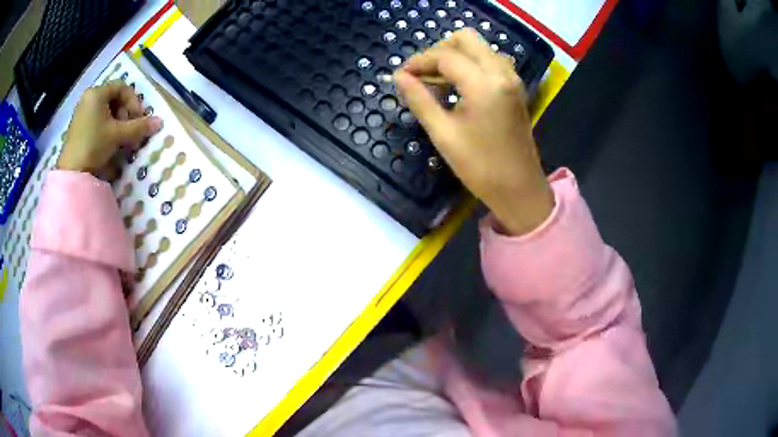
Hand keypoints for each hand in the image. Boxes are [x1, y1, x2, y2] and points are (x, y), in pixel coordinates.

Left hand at [59, 81, 162, 175]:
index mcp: (97, 93)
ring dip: (117, 121)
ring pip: (105, 110)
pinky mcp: (78, 127)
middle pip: (113, 98)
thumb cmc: (94, 145)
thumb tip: (159, 122)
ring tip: (120, 137)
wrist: (72, 172)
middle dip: (125, 112)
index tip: (138, 117)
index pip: (122, 88)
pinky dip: (106, 127)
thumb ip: (138, 127)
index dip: (133, 101)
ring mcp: (81, 112)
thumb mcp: (118, 135)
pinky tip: (109, 141)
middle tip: (129, 128)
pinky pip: (97, 119)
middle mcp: (88, 98)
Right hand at [394, 29, 553, 235]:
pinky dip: (471, 65)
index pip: (446, 56)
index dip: (419, 61)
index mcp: (484, 84)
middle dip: (439, 51)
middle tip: (422, 74)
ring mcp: (512, 79)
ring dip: (456, 56)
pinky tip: (458, 86)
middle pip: (466, 39)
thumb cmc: (480, 167)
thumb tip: (399, 77)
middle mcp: (502, 73)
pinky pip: (490, 61)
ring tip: (437, 81)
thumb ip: (419, 99)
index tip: (401, 75)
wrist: (519, 189)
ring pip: (480, 48)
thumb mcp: (444, 134)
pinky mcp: (515, 88)